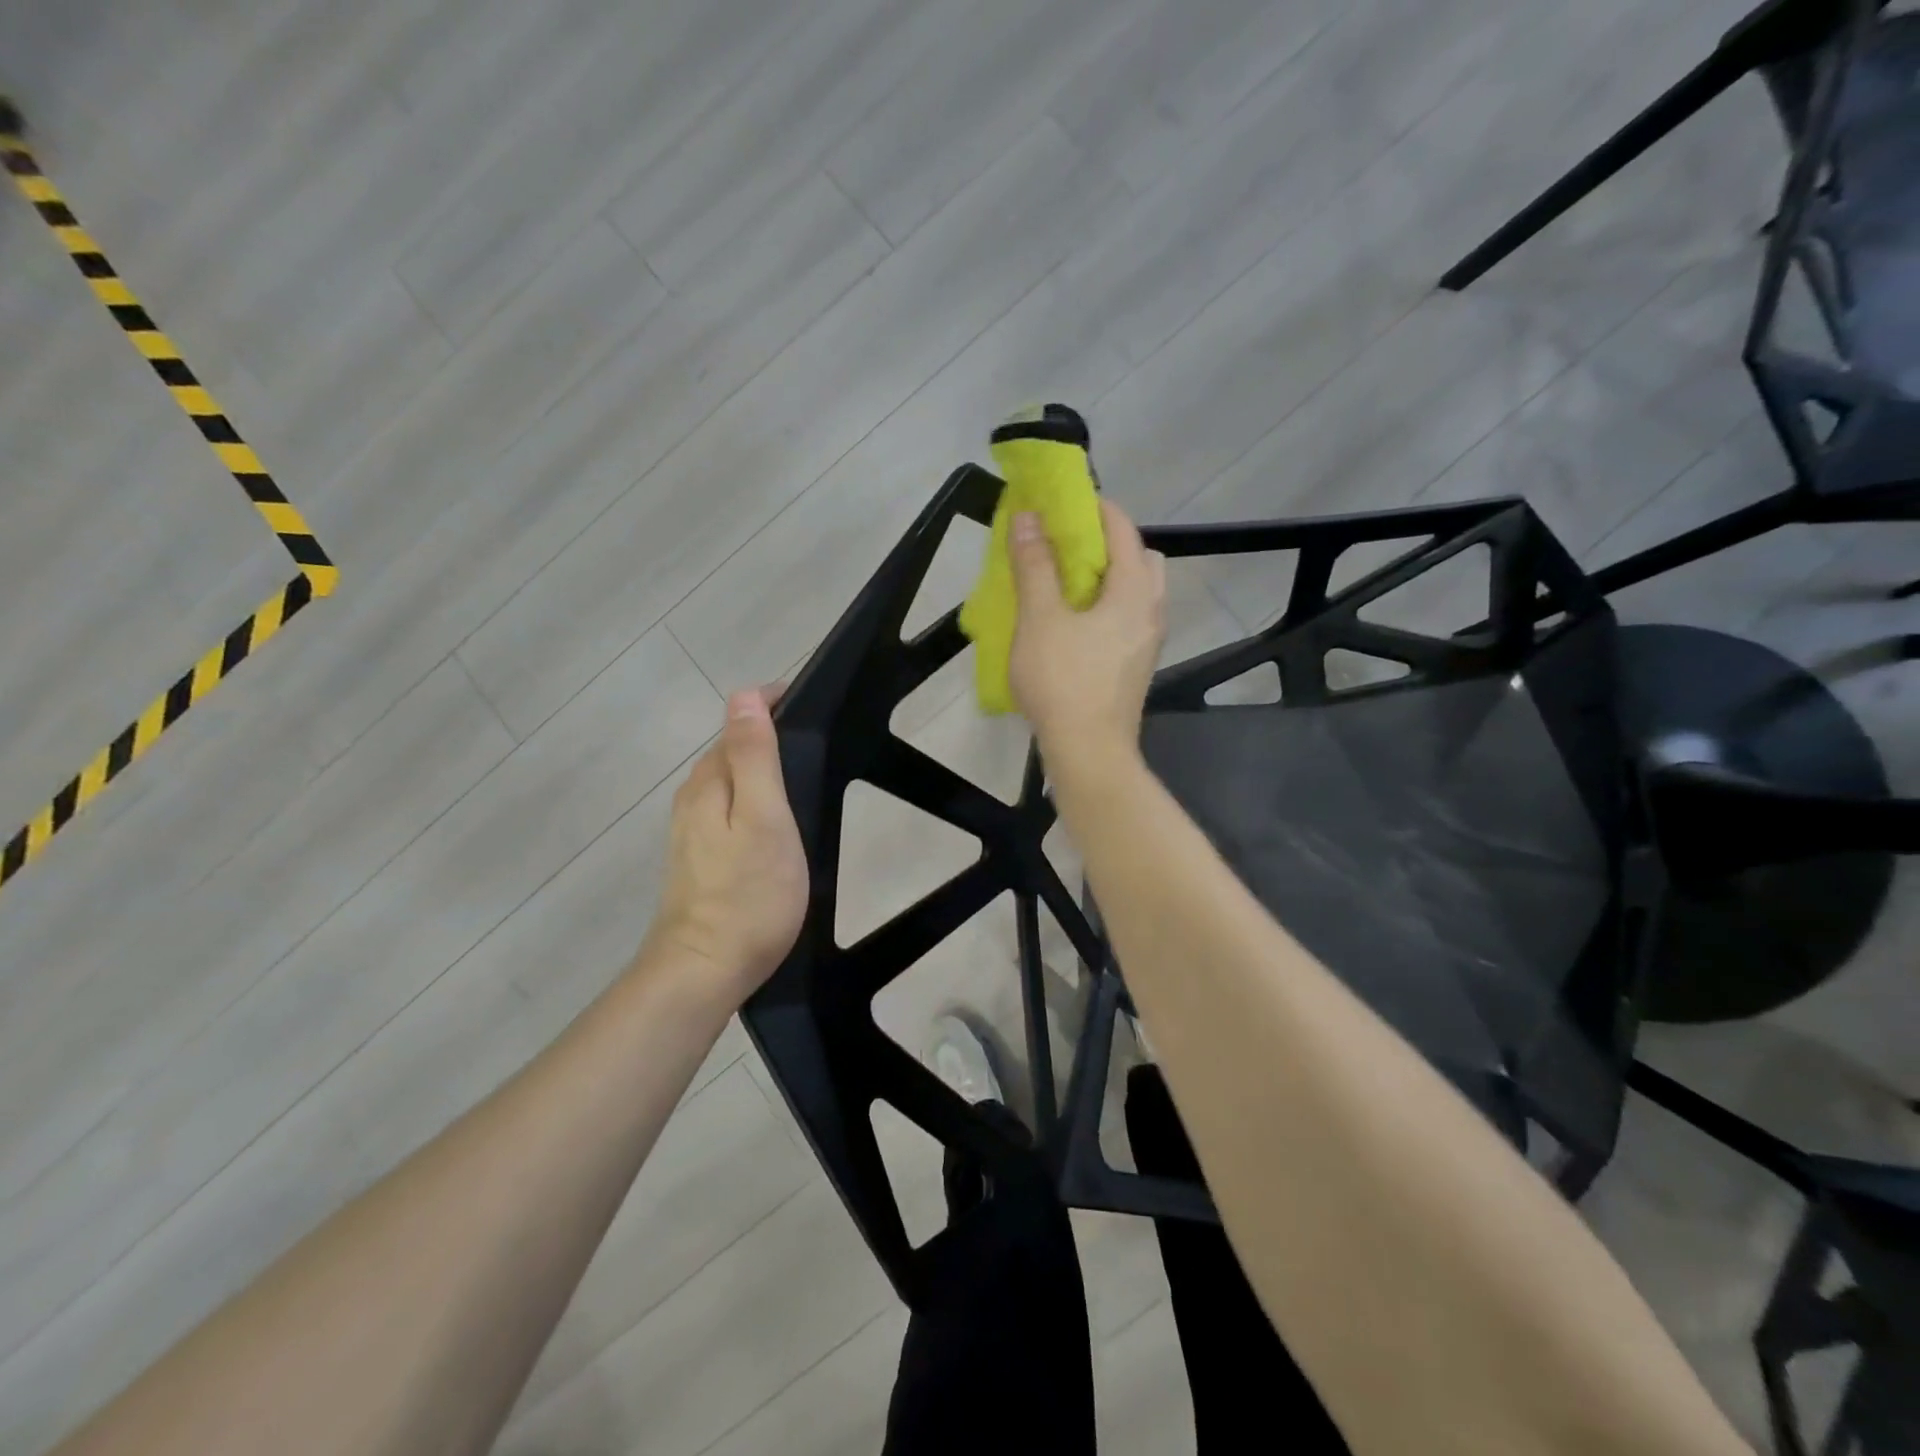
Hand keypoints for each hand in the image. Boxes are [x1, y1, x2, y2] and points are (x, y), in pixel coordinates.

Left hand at [644, 687, 807, 1002]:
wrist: (704, 970)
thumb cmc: (748, 894)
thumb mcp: (764, 818)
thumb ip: (754, 756)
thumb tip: (744, 695)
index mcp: (709, 782)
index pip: (737, 720)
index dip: (769, 704)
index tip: (808, 704)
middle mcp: (692, 798)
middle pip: (730, 749)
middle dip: (766, 733)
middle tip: (814, 740)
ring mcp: (690, 830)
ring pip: (728, 780)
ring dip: (758, 767)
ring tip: (801, 776)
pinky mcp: (697, 858)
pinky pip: (726, 809)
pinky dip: (751, 799)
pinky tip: (774, 821)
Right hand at [1009, 499, 1166, 761]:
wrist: (1089, 752)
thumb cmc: (1063, 681)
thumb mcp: (1039, 619)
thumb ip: (1034, 565)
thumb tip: (1027, 518)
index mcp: (1133, 592)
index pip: (1123, 530)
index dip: (1095, 508)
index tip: (1064, 501)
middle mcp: (1150, 611)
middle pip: (1141, 559)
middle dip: (1110, 543)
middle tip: (1070, 546)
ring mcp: (1147, 642)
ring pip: (1137, 592)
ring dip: (1109, 577)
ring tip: (1068, 584)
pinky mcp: (1136, 666)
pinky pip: (1128, 619)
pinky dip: (1108, 606)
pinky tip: (1075, 623)